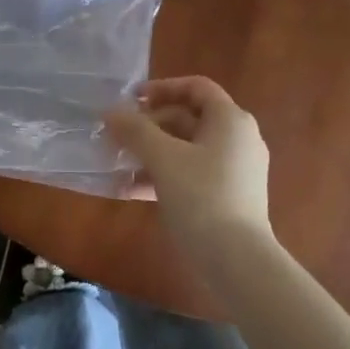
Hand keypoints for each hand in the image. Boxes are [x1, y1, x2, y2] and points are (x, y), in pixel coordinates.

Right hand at [104, 77, 270, 247]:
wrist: (238, 261)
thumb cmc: (202, 197)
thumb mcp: (163, 159)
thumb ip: (135, 130)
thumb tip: (110, 112)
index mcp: (230, 120)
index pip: (196, 87)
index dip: (162, 88)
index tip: (132, 99)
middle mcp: (238, 138)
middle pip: (188, 118)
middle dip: (149, 126)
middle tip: (118, 136)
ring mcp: (236, 169)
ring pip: (187, 149)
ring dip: (151, 153)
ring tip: (117, 164)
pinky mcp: (229, 196)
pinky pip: (192, 174)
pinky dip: (163, 176)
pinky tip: (130, 191)